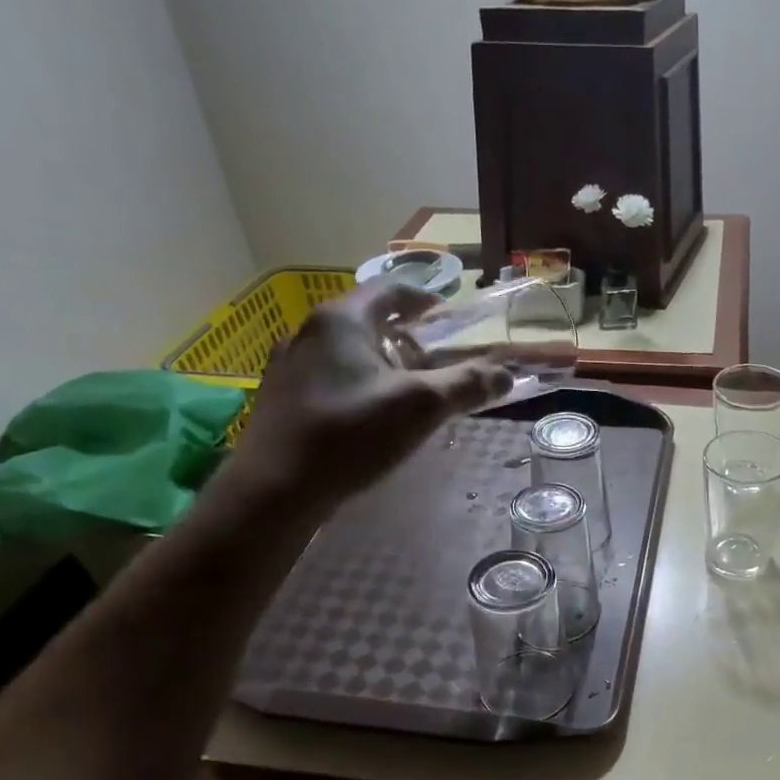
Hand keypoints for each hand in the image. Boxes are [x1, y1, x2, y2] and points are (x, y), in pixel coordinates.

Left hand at [228, 281, 511, 505]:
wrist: (274, 489)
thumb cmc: (349, 434)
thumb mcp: (420, 407)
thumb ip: (466, 386)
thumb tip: (505, 373)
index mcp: (342, 320)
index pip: (392, 291)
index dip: (425, 300)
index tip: (449, 317)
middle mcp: (310, 331)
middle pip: (370, 322)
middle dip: (408, 340)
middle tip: (437, 365)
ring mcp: (290, 365)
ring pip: (349, 353)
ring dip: (383, 365)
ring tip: (408, 395)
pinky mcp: (282, 398)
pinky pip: (331, 378)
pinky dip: (359, 386)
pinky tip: (370, 419)